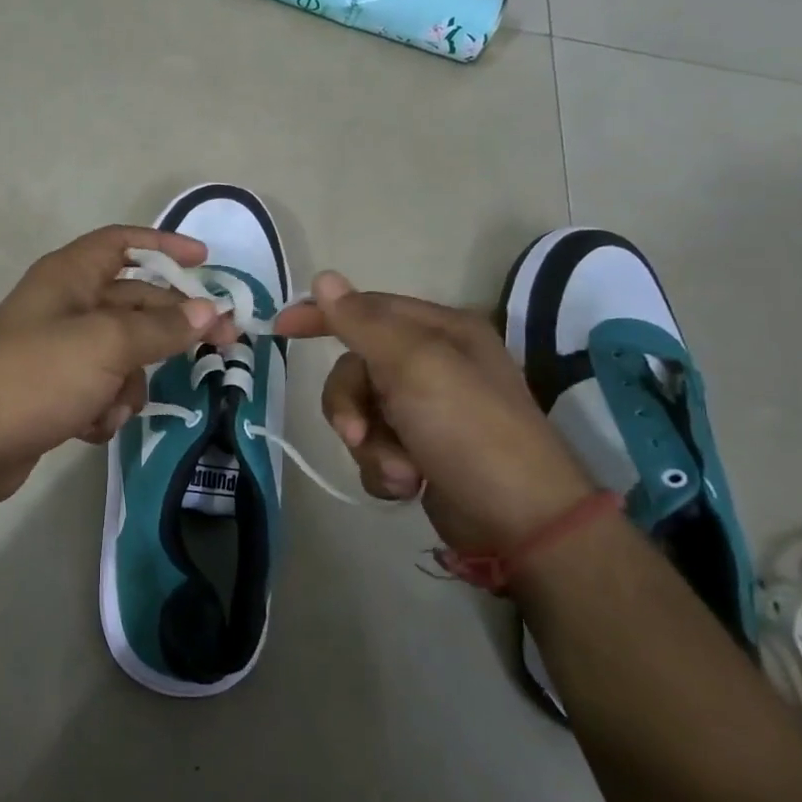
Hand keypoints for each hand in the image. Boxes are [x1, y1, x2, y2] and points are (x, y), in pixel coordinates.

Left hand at [0, 225, 234, 510]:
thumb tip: (208, 311)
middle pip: (134, 303)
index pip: (123, 243)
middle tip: (223, 344)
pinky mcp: (55, 391)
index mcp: (70, 276)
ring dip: (128, 383)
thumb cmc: (37, 376)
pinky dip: (103, 408)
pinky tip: (90, 426)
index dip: (164, 246)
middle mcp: (65, 305)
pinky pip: (101, 389)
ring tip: (113, 404)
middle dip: (171, 327)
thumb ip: (161, 327)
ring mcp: (59, 351)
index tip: (205, 262)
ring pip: (123, 355)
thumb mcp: (107, 345)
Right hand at [273, 272, 596, 551]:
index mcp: (440, 332)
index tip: (281, 328)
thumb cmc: (469, 430)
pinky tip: (406, 485)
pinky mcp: (422, 453)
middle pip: (356, 369)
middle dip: (351, 406)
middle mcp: (433, 365)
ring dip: (370, 445)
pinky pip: (374, 448)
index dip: (321, 315)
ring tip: (400, 471)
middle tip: (358, 434)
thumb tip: (323, 278)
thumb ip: (363, 323)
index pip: (366, 309)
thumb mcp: (414, 366)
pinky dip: (381, 468)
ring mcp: (428, 412)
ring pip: (361, 413)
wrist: (521, 523)